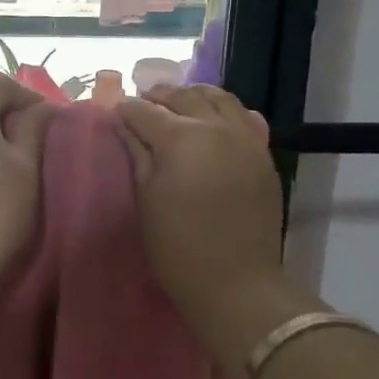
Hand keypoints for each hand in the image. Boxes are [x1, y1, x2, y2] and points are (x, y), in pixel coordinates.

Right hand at [116, 84, 287, 373]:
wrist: (237, 283)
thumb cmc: (178, 247)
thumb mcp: (146, 200)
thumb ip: (138, 155)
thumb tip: (126, 125)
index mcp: (180, 138)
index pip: (145, 111)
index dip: (127, 110)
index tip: (116, 113)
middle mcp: (215, 128)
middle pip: (183, 97)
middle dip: (159, 96)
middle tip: (143, 104)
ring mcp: (244, 138)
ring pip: (219, 98)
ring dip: (194, 96)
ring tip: (179, 104)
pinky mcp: (262, 154)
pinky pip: (246, 117)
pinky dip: (226, 111)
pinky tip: (216, 120)